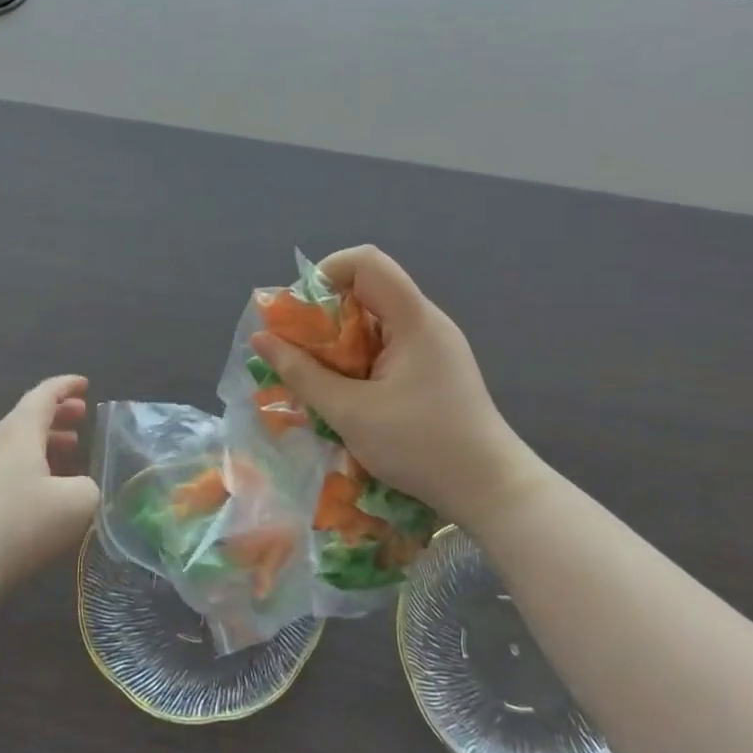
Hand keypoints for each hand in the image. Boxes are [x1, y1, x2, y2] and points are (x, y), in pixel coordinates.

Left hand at [0, 376, 99, 599]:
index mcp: (21, 432)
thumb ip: (91, 485)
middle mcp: (1, 443)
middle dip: (59, 411)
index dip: (66, 386)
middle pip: (29, 415)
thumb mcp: (78, 502)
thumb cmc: (23, 523)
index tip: (86, 384)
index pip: (44, 395)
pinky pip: (14, 465)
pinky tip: (52, 486)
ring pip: (21, 442)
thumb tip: (85, 486)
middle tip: (83, 416)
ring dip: (49, 438)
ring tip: (74, 449)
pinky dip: (37, 462)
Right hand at [250, 247, 543, 534]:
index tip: (299, 312)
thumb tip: (261, 339)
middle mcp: (426, 322)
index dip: (326, 273)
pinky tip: (347, 391)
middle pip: (368, 290)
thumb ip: (302, 373)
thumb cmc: (421, 447)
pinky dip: (359, 357)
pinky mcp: (434, 368)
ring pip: (375, 320)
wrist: (492, 490)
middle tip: (298, 350)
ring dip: (340, 340)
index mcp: (414, 319)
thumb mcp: (350, 412)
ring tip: (317, 375)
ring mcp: (434, 345)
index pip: (367, 262)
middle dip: (325, 314)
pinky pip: (388, 344)